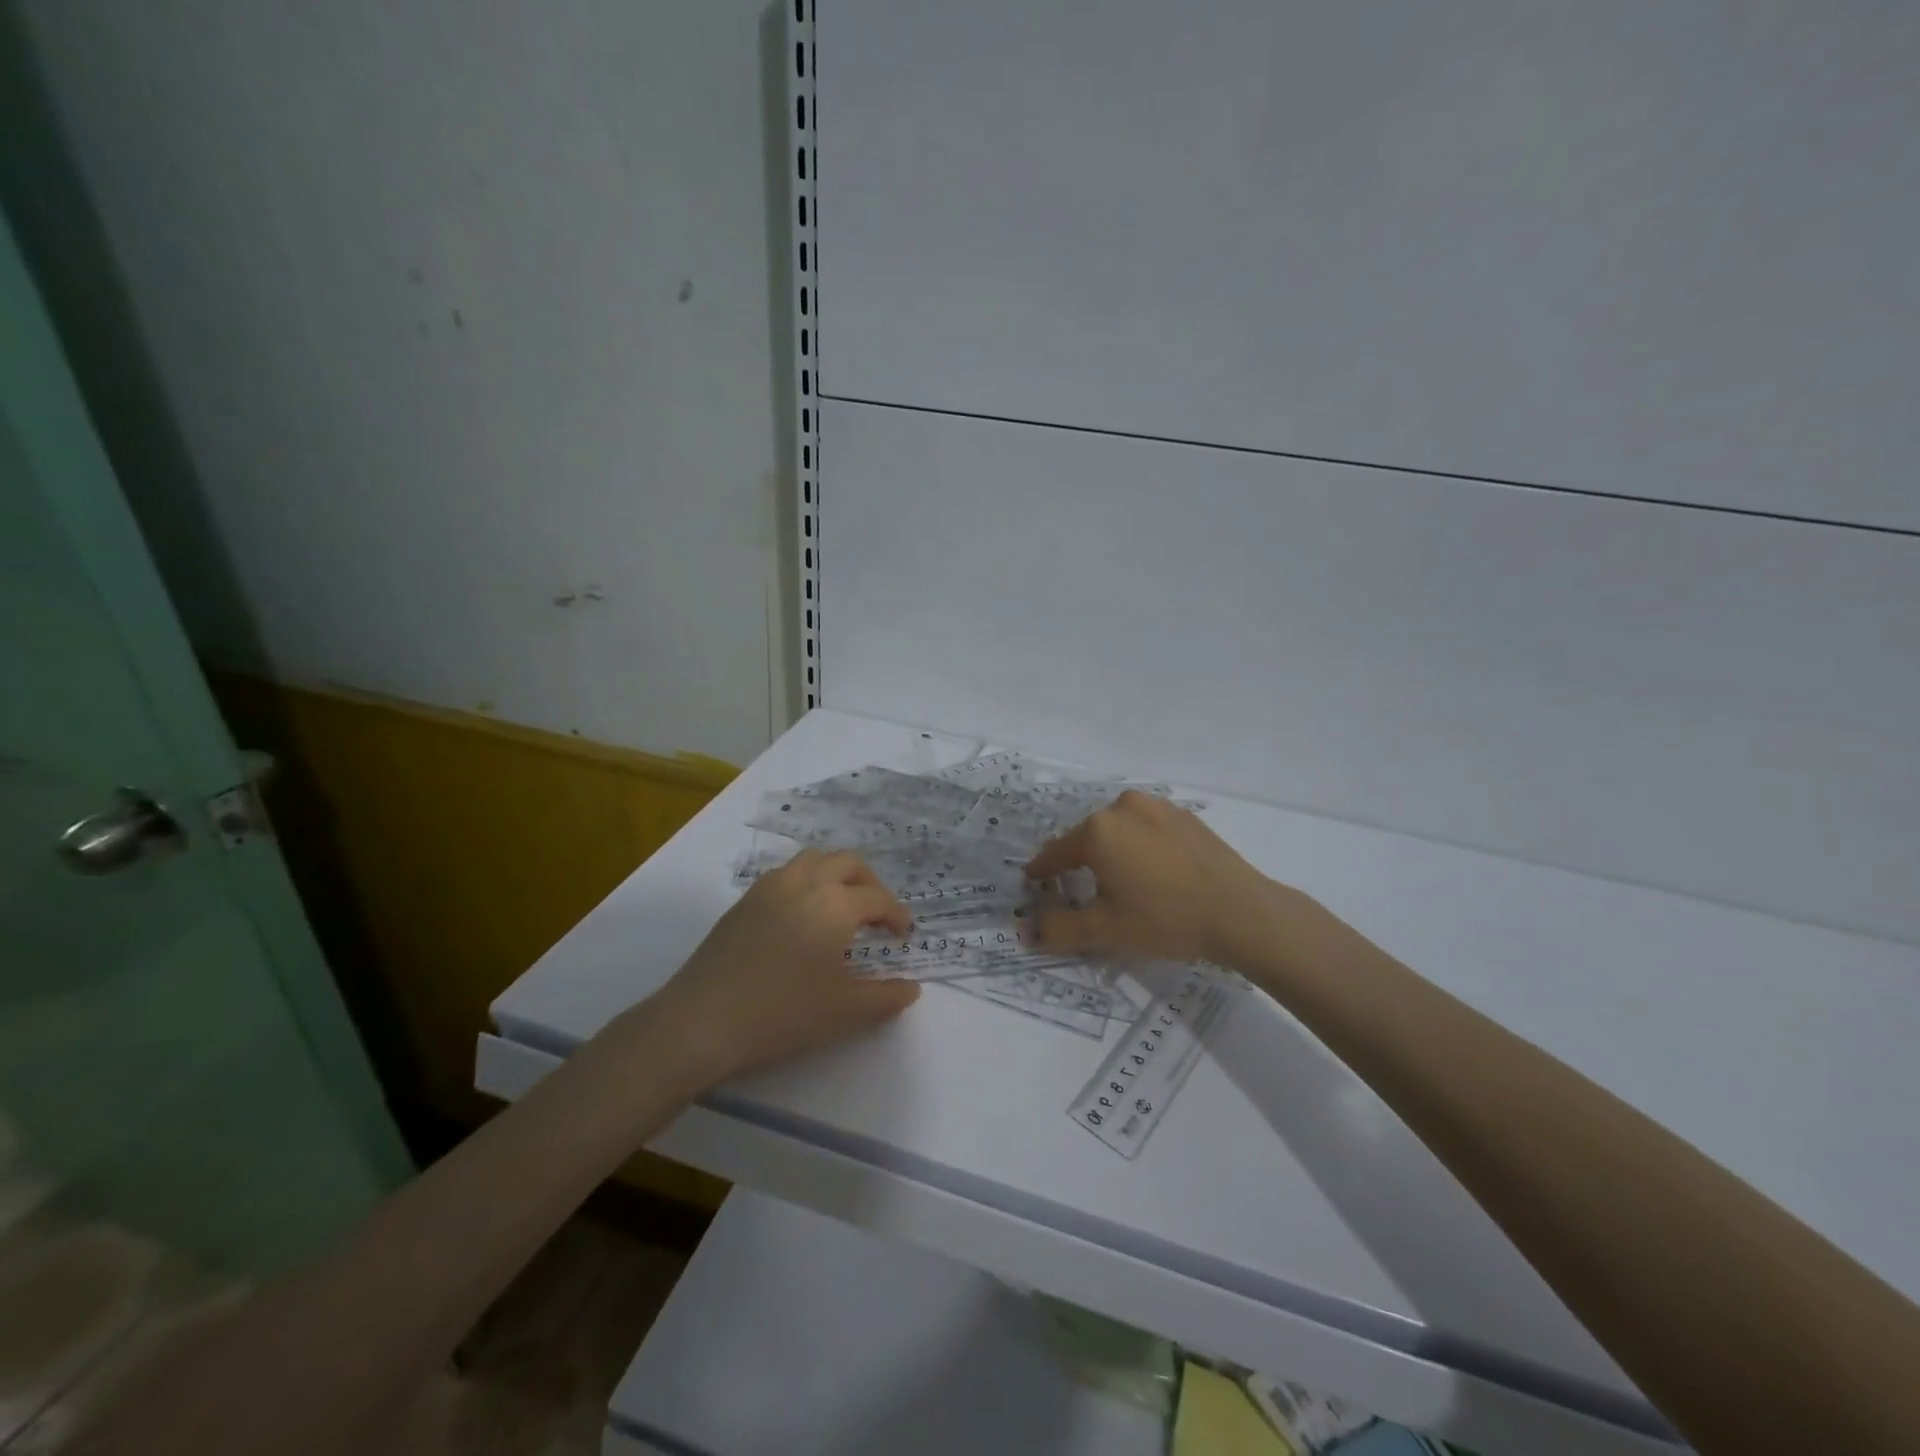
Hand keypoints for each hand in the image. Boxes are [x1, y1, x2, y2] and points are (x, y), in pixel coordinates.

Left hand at [640, 849, 918, 1088]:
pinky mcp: (745, 900)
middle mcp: (805, 882)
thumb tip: (911, 989)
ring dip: (837, 875)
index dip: (896, 916)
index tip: (902, 936)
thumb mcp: (843, 1012)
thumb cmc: (781, 1014)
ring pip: (815, 860)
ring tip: (842, 908)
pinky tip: (803, 917)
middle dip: (870, 884)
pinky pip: (787, 873)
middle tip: (877, 916)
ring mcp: (770, 886)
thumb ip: (885, 998)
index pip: (878, 899)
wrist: (701, 1021)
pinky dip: (807, 882)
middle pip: (849, 863)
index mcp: (835, 903)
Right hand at [1024, 790, 1283, 964]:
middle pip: (1088, 838)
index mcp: (1098, 831)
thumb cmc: (1165, 919)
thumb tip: (1025, 931)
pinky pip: (1147, 828)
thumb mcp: (1105, 931)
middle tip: (1082, 891)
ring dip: (1112, 852)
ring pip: (1119, 830)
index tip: (1034, 882)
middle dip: (1080, 862)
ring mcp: (1157, 806)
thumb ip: (1058, 929)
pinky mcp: (1184, 816)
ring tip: (1121, 883)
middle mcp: (1122, 807)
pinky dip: (1141, 846)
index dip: (1042, 871)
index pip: (1056, 852)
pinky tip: (1154, 873)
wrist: (1242, 912)